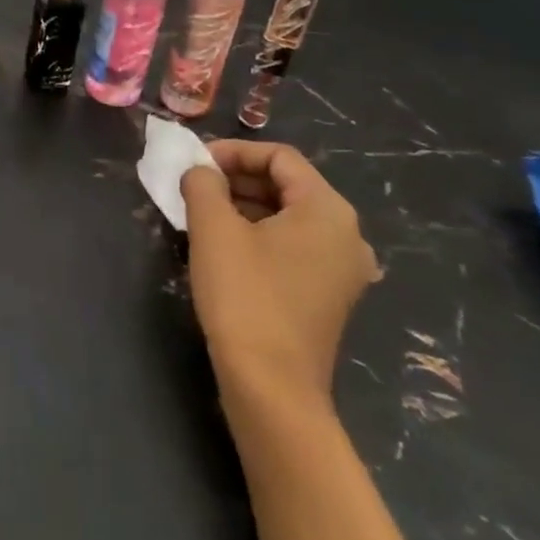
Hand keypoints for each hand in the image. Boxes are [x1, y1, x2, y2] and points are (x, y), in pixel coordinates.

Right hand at [182, 141, 378, 406]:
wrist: (271, 388)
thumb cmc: (245, 297)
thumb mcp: (213, 230)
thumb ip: (203, 184)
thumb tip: (200, 171)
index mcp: (327, 210)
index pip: (279, 156)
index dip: (233, 151)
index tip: (194, 165)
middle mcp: (346, 234)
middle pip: (286, 184)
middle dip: (236, 179)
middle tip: (193, 188)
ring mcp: (341, 269)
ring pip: (287, 216)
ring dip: (242, 206)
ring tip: (200, 215)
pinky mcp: (327, 296)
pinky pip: (291, 246)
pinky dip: (256, 235)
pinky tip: (221, 248)